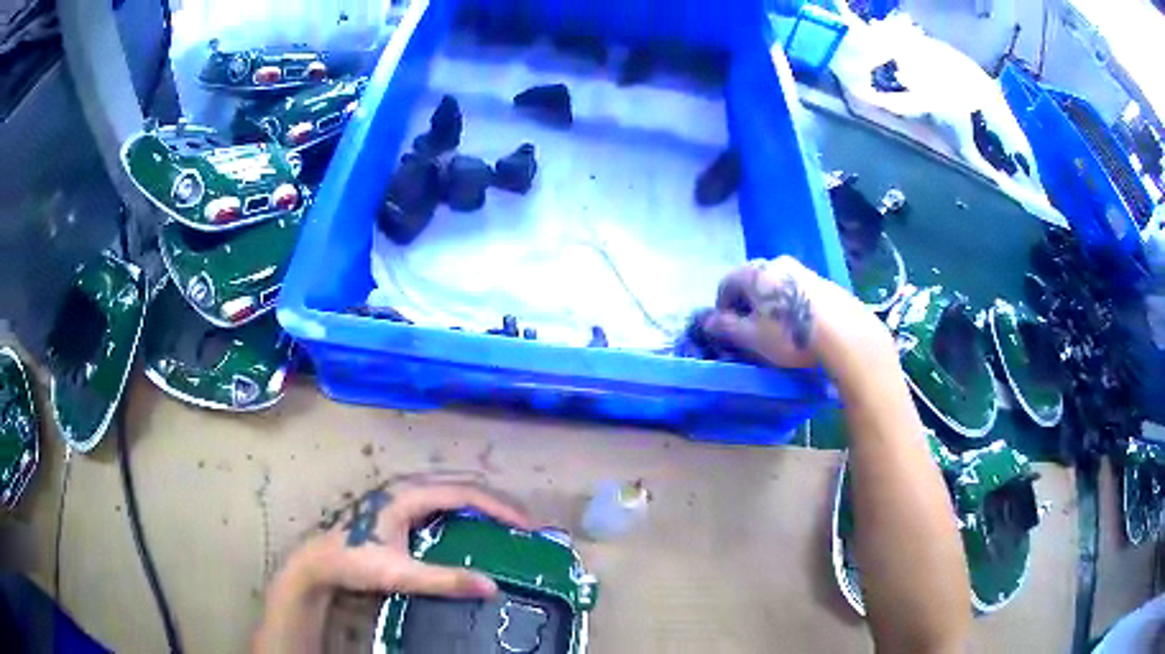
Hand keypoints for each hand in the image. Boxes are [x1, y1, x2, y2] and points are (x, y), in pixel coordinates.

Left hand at [253, 483, 530, 653]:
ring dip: (479, 502)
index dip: (499, 506)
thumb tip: (492, 586)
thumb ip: (445, 580)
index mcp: (408, 495)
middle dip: (494, 500)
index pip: (463, 493)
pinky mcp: (396, 505)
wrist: (318, 562)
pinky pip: (439, 498)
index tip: (527, 524)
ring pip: (449, 488)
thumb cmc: (356, 562)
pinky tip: (470, 524)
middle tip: (523, 522)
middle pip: (459, 484)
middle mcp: (406, 486)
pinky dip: (463, 507)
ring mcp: (399, 493)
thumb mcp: (401, 574)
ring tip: (504, 520)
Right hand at [703, 256, 882, 368]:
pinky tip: (801, 327)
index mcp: (755, 272)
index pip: (727, 282)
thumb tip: (707, 321)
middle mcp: (777, 263)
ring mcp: (804, 271)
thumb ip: (726, 327)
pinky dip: (792, 305)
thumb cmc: (790, 334)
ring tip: (777, 331)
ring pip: (778, 286)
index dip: (722, 306)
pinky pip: (798, 291)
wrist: (843, 332)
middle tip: (750, 330)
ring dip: (771, 304)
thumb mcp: (751, 337)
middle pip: (753, 281)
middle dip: (747, 304)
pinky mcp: (825, 283)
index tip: (726, 328)